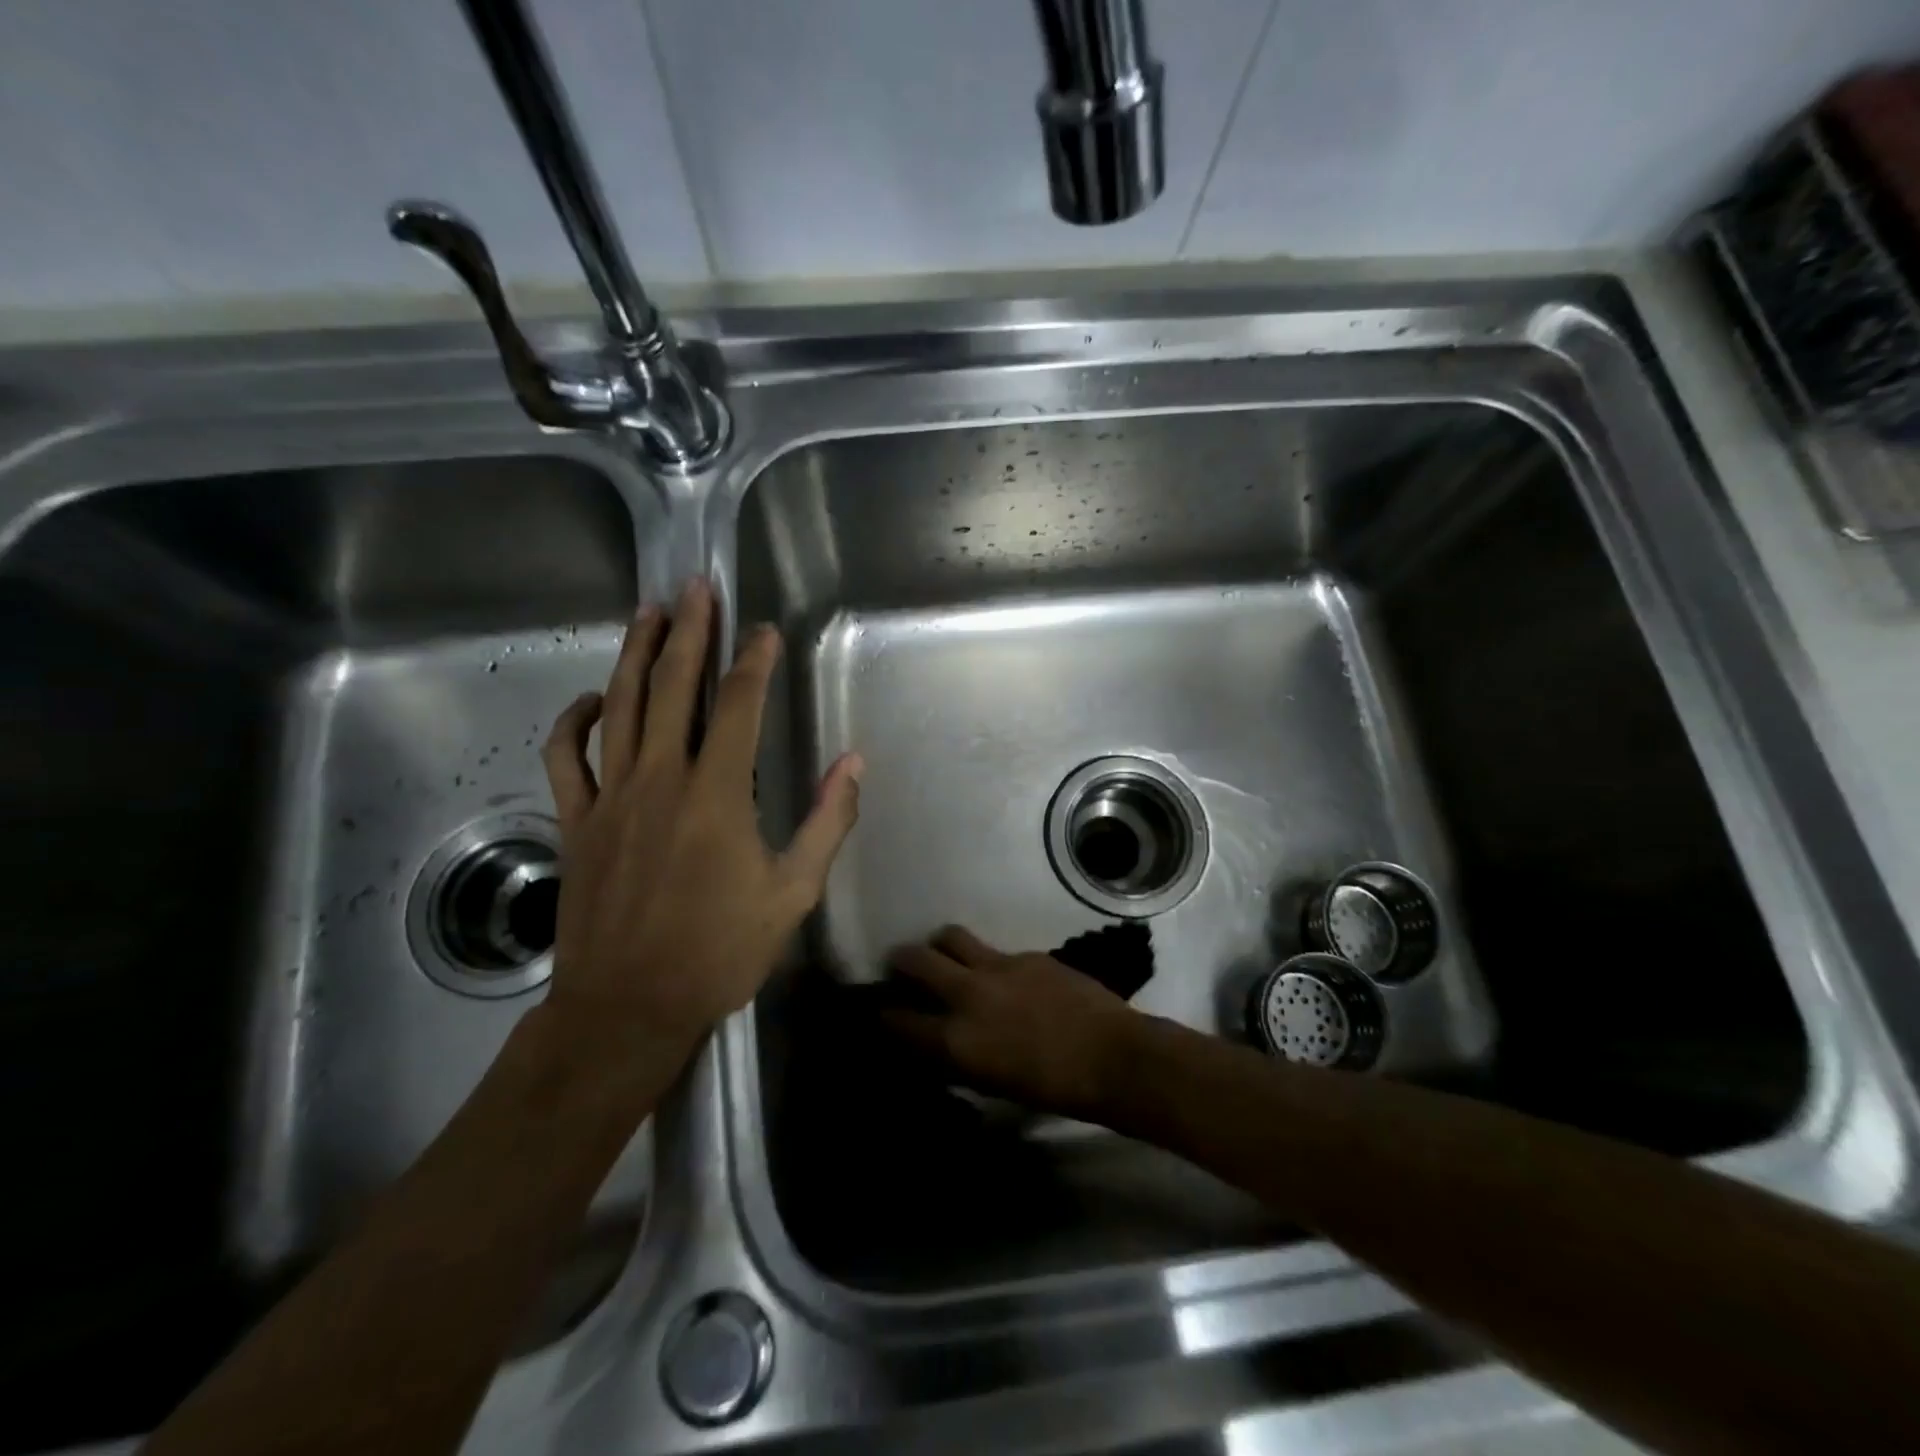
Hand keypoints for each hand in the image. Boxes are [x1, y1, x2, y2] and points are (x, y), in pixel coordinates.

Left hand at [540, 579, 862, 1057]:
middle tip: (695, 586)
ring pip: (618, 707)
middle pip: (670, 687)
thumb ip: (826, 822)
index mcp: (717, 794)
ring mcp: (610, 797)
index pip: (736, 705)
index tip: (763, 631)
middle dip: (687, 631)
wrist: (629, 1006)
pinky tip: (591, 699)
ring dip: (633, 654)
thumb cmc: (719, 951)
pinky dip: (574, 721)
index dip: (752, 661)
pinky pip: (567, 757)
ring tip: (648, 612)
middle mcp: (660, 779)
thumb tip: (852, 763)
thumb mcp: (794, 892)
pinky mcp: (576, 820)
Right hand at [884, 926, 1142, 1121]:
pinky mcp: (1025, 954)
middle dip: (901, 961)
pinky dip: (987, 960)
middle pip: (915, 959)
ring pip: (950, 937)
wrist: (1111, 1057)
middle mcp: (967, 994)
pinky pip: (994, 950)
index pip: (898, 1020)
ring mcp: (997, 967)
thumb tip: (939, 1042)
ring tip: (947, 957)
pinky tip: (1003, 977)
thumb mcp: (992, 1083)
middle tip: (903, 967)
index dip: (884, 1015)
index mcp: (955, 1039)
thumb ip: (958, 1058)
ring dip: (941, 945)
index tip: (881, 1012)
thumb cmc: (1052, 1089)